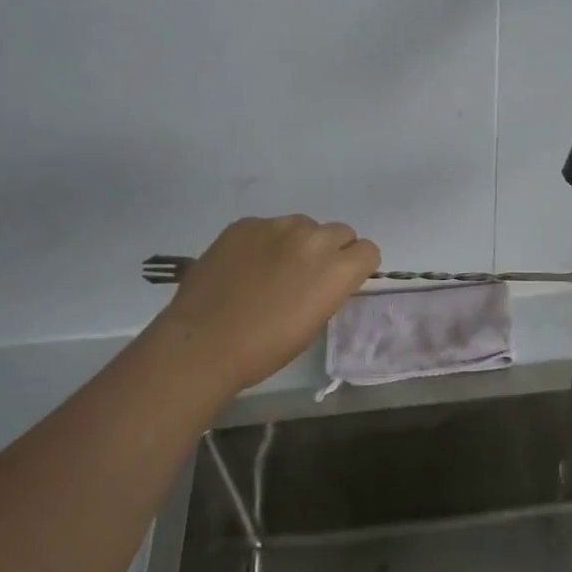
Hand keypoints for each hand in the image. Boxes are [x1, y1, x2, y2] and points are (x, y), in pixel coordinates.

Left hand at [147, 216, 379, 394]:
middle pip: (340, 232)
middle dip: (330, 250)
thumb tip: (324, 278)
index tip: (339, 281)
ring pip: (303, 225)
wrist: (203, 342)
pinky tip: (244, 267)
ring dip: (298, 242)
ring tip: (271, 269)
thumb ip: (328, 289)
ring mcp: (277, 226)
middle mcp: (314, 239)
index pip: (368, 250)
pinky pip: (267, 227)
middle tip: (307, 275)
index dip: (356, 266)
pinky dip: (264, 242)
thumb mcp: (313, 322)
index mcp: (338, 269)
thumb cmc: (265, 348)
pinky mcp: (246, 224)